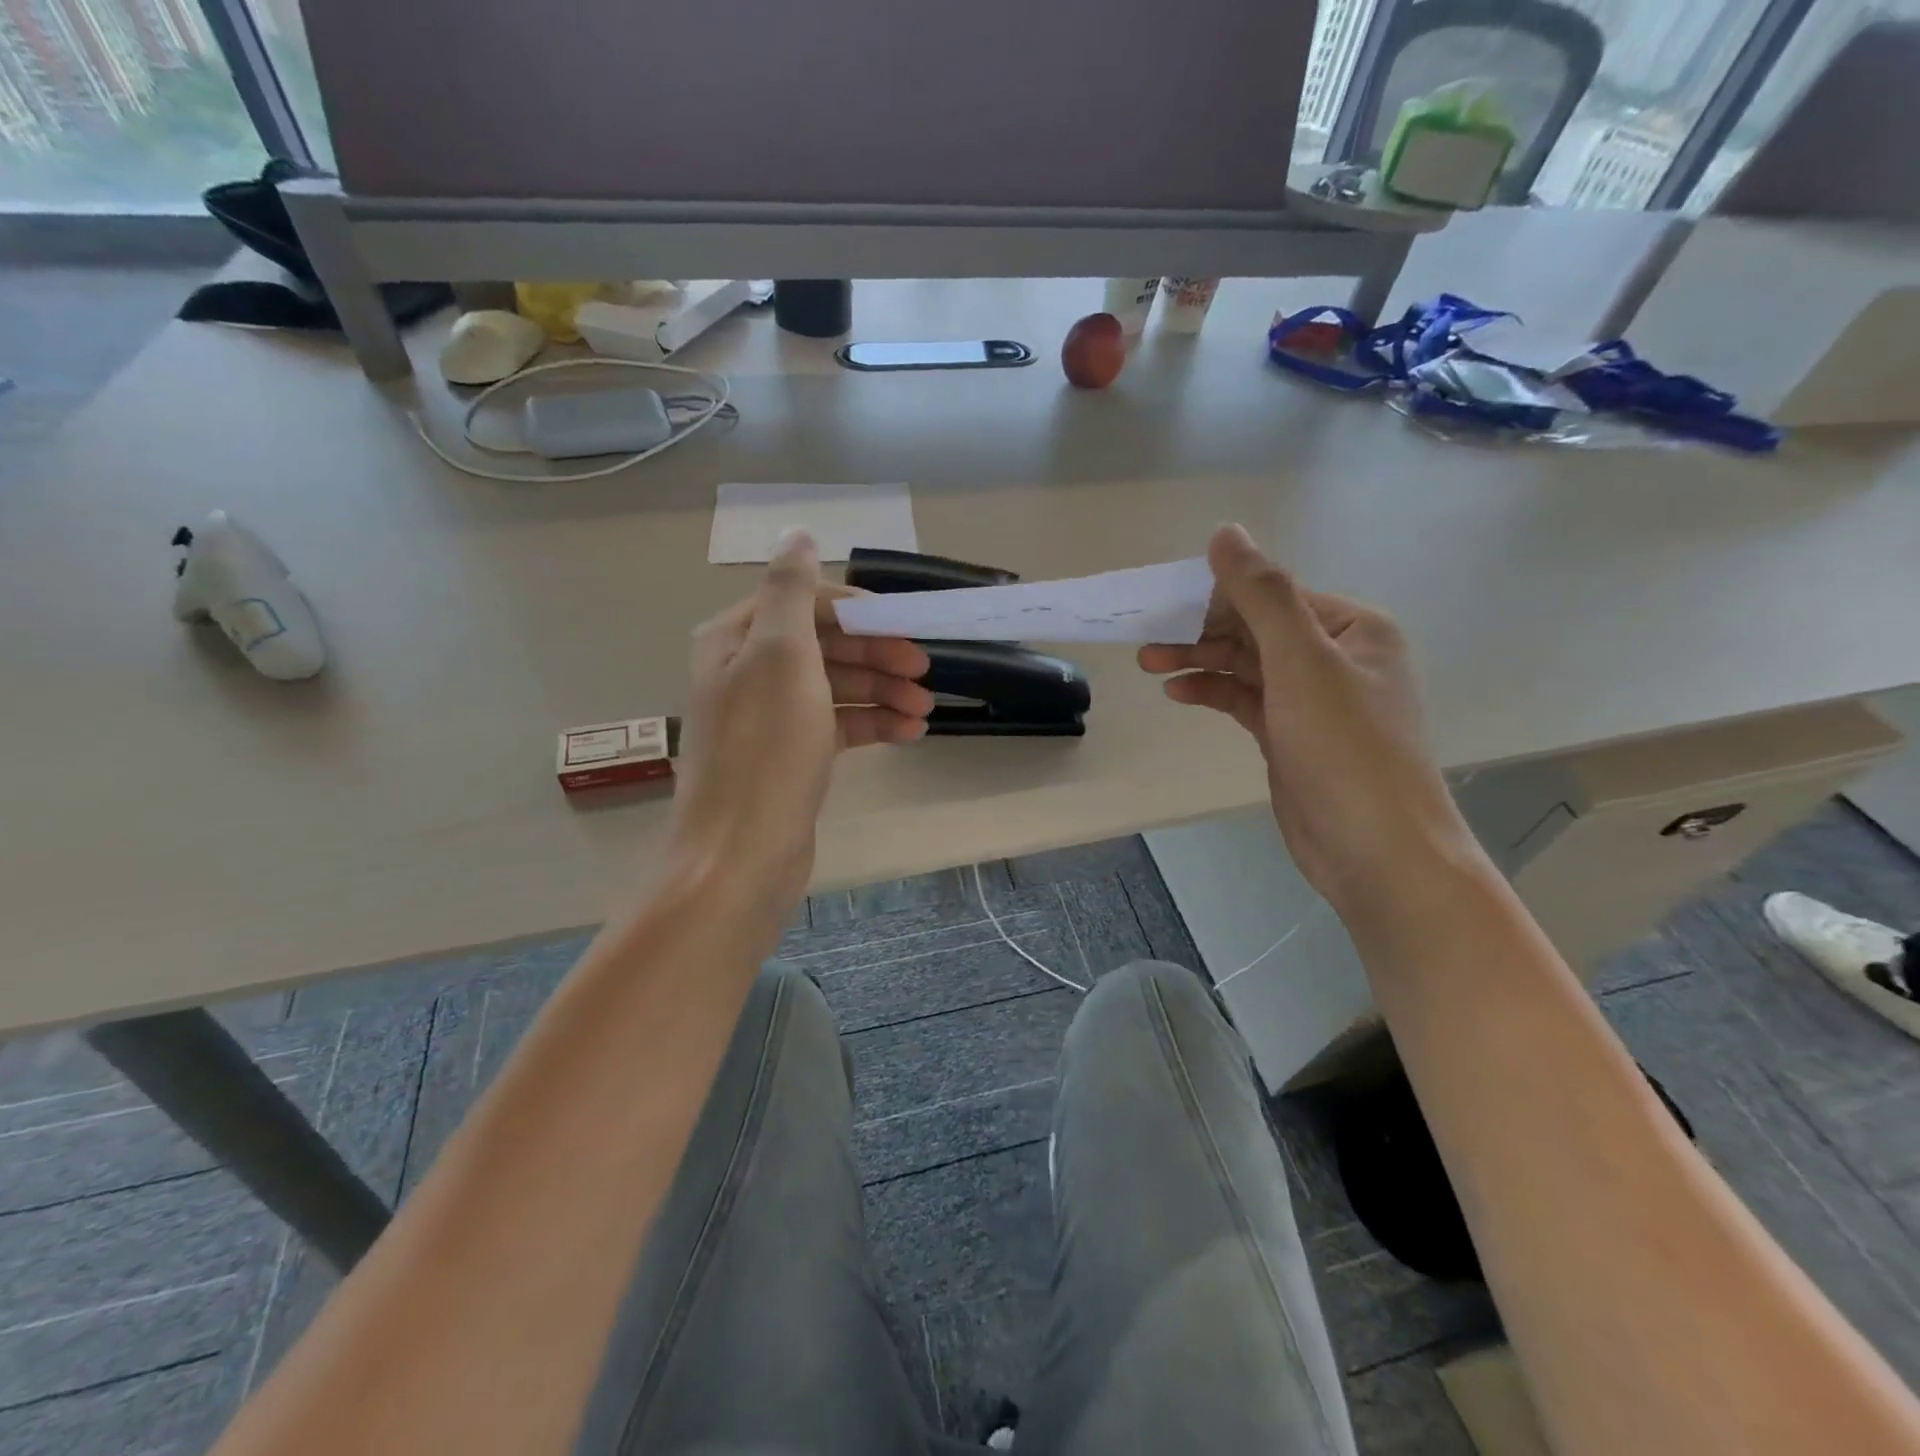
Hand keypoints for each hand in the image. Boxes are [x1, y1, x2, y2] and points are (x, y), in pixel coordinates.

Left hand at [671, 530, 933, 904]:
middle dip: (876, 654)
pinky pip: (836, 726)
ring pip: (834, 687)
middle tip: (924, 669)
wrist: (741, 855)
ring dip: (882, 691)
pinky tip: (909, 732)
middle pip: (823, 645)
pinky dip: (871, 724)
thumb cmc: (766, 748)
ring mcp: (768, 717)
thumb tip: (796, 531)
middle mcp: (747, 672)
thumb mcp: (781, 655)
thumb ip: (791, 589)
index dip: (858, 612)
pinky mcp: (789, 756)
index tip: (904, 628)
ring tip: (925, 707)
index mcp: (737, 639)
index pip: (805, 603)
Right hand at [1139, 525, 1477, 913]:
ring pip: (1246, 665)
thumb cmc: (1345, 748)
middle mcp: (1336, 657)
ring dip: (1200, 660)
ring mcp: (1312, 700)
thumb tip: (1226, 533)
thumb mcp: (1302, 662)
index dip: (1219, 593)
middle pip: (1256, 628)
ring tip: (1148, 661)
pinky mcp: (1291, 736)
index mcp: (1352, 628)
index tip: (1163, 599)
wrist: (1377, 850)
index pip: (1274, 593)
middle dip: (1202, 630)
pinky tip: (1177, 692)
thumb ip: (1263, 595)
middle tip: (1147, 635)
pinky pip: (1245, 700)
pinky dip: (1212, 692)